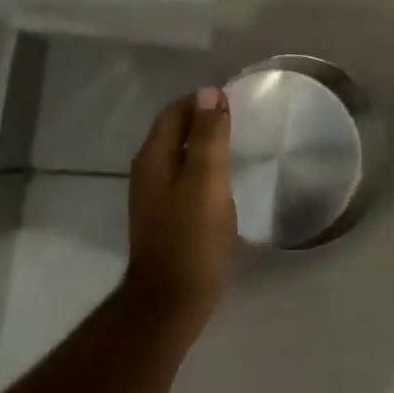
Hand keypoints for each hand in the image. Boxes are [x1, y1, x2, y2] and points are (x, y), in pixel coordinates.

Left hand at [126, 87, 236, 325]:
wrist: (173, 300)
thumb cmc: (192, 236)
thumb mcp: (206, 180)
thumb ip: (208, 135)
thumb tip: (209, 92)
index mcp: (154, 158)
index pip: (175, 112)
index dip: (203, 101)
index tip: (237, 100)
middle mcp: (150, 172)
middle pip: (176, 131)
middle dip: (206, 119)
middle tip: (243, 118)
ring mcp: (158, 196)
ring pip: (183, 154)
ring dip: (207, 143)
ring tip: (240, 142)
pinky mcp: (170, 216)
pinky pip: (189, 177)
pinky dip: (207, 167)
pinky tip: (228, 177)